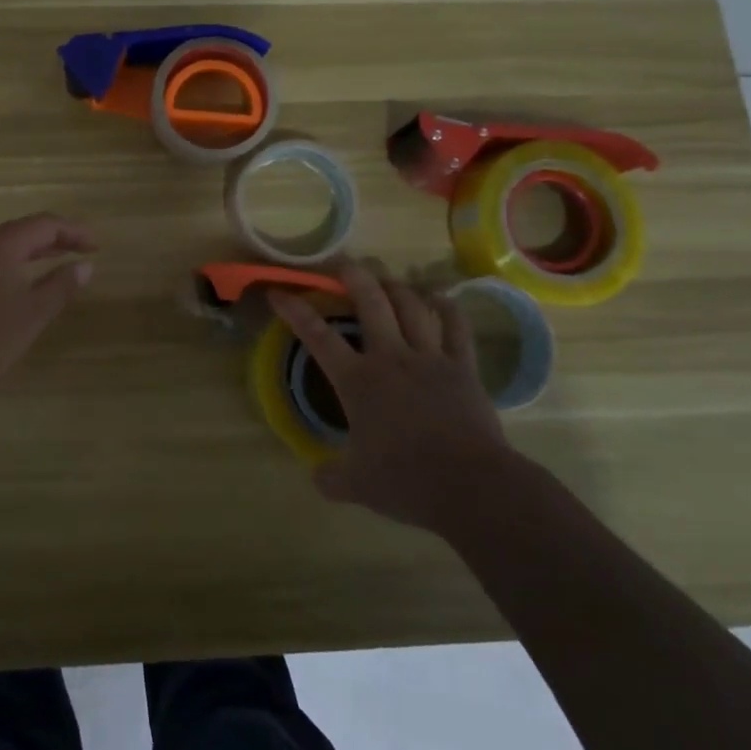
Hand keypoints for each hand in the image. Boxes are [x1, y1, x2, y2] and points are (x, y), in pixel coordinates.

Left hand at [0, 213, 96, 412]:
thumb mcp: (32, 313)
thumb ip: (61, 285)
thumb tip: (85, 265)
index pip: (44, 224)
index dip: (73, 231)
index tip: (96, 247)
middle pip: (21, 231)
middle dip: (54, 240)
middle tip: (81, 253)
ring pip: (1, 248)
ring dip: (31, 253)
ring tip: (55, 266)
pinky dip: (10, 266)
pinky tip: (18, 287)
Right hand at [268, 262, 515, 535]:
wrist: (471, 485)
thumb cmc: (407, 481)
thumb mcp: (358, 486)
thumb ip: (332, 478)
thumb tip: (317, 477)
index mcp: (358, 380)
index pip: (317, 336)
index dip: (294, 310)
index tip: (278, 292)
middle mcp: (391, 357)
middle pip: (370, 301)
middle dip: (354, 276)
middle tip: (343, 263)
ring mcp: (430, 357)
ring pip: (411, 306)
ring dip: (396, 287)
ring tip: (387, 279)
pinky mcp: (463, 367)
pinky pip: (456, 327)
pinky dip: (447, 308)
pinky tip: (440, 297)